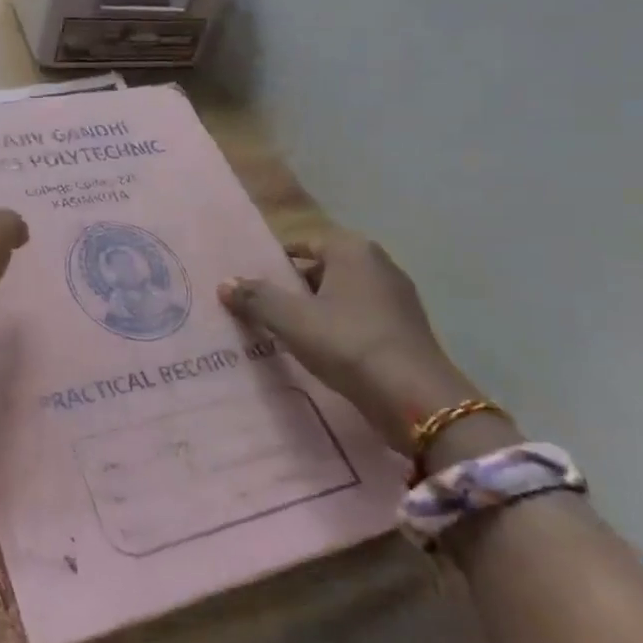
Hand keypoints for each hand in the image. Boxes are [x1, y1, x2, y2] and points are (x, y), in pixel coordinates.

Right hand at [220, 228, 486, 456]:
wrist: (417, 399)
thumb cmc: (349, 344)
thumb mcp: (292, 320)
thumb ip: (257, 298)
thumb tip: (225, 283)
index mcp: (352, 249)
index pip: (302, 243)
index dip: (274, 263)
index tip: (251, 286)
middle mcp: (378, 263)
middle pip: (322, 268)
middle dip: (293, 288)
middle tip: (262, 311)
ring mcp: (396, 297)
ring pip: (340, 295)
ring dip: (315, 310)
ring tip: (285, 333)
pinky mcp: (405, 328)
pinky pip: (359, 318)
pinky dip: (338, 328)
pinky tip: (321, 352)